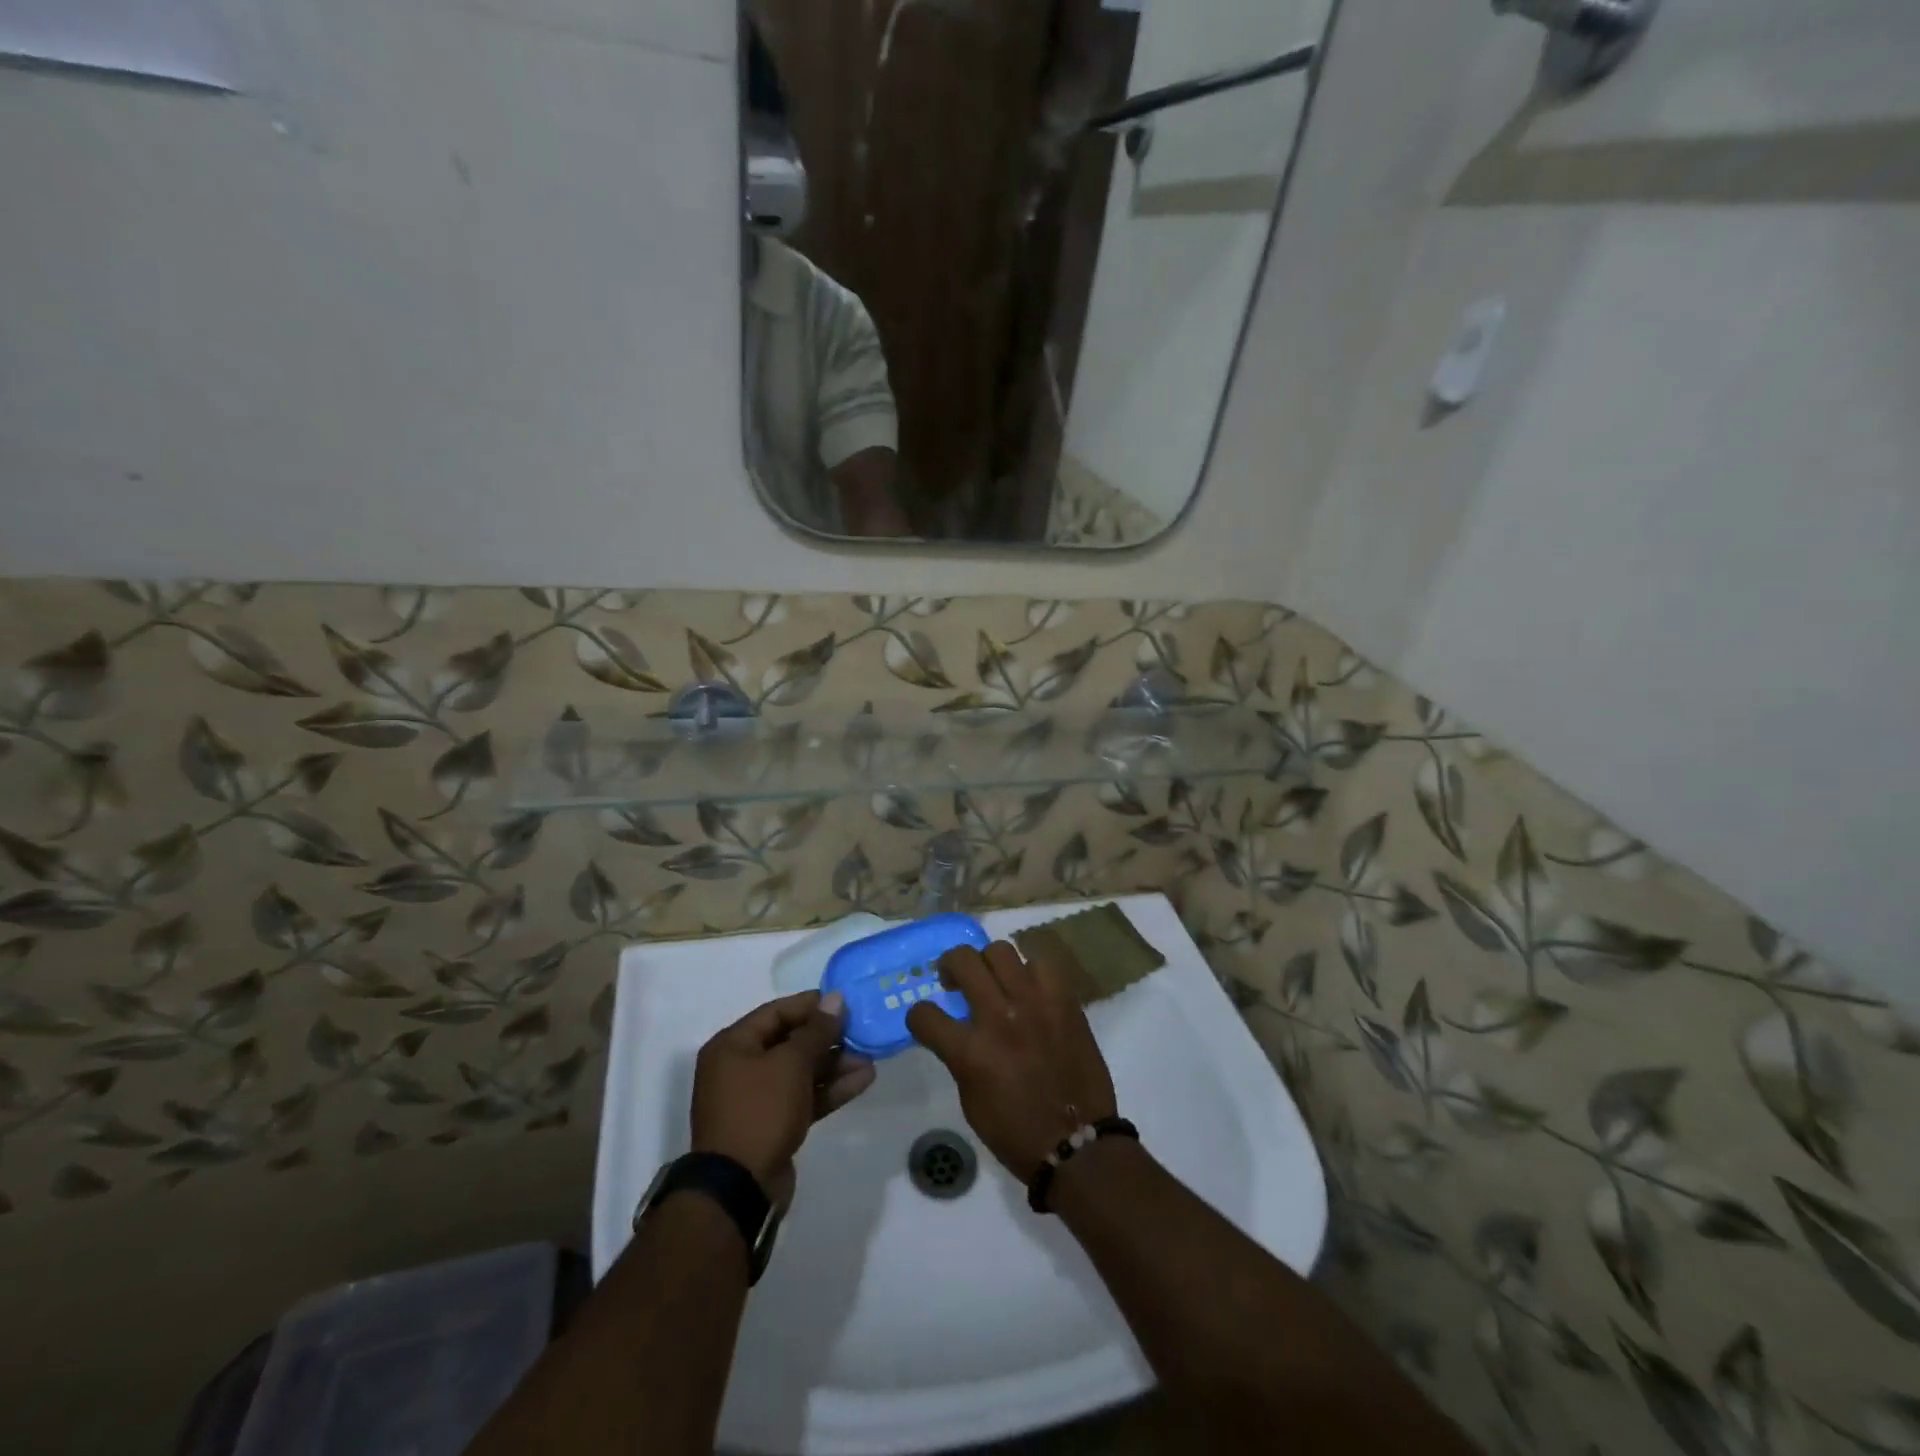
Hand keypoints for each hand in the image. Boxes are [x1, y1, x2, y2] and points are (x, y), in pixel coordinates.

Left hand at [690, 990, 875, 1205]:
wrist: (739, 1190)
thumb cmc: (760, 1111)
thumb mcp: (790, 1064)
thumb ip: (816, 1030)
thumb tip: (836, 999)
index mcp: (732, 1045)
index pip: (776, 1012)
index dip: (811, 1005)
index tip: (845, 1002)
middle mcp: (740, 1068)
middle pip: (790, 1042)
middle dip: (828, 1038)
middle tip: (862, 1031)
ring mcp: (757, 1099)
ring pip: (801, 1072)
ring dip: (834, 1064)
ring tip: (870, 1057)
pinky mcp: (773, 1125)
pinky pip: (803, 1097)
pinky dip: (830, 1089)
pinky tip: (863, 1080)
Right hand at [905, 941, 1116, 1181]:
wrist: (1077, 1142)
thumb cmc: (1016, 1132)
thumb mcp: (971, 1100)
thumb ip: (960, 1057)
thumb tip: (958, 1031)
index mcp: (970, 1051)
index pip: (924, 1013)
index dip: (918, 1016)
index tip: (926, 1020)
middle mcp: (999, 1017)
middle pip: (962, 960)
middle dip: (949, 966)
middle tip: (955, 981)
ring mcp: (1034, 1003)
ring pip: (1001, 950)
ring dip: (989, 963)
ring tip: (994, 980)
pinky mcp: (1064, 1000)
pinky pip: (1041, 964)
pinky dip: (1030, 973)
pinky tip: (1029, 989)